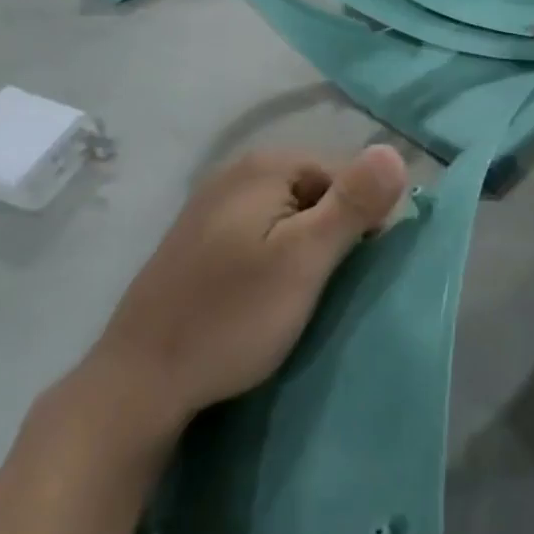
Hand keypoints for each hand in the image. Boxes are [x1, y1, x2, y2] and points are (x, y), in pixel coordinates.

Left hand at [85, 145, 407, 441]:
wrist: (139, 382)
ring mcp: (210, 204)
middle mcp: (236, 172)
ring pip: (286, 215)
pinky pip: (256, 233)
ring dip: (301, 249)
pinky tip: (260, 296)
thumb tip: (395, 152)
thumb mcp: (305, 259)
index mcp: (265, 165)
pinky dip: (270, 258)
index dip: (360, 219)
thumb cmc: (232, 316)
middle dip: (329, 233)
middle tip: (322, 286)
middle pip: (314, 191)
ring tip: (295, 296)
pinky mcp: (196, 239)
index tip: (352, 269)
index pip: (344, 174)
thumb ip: (352, 203)